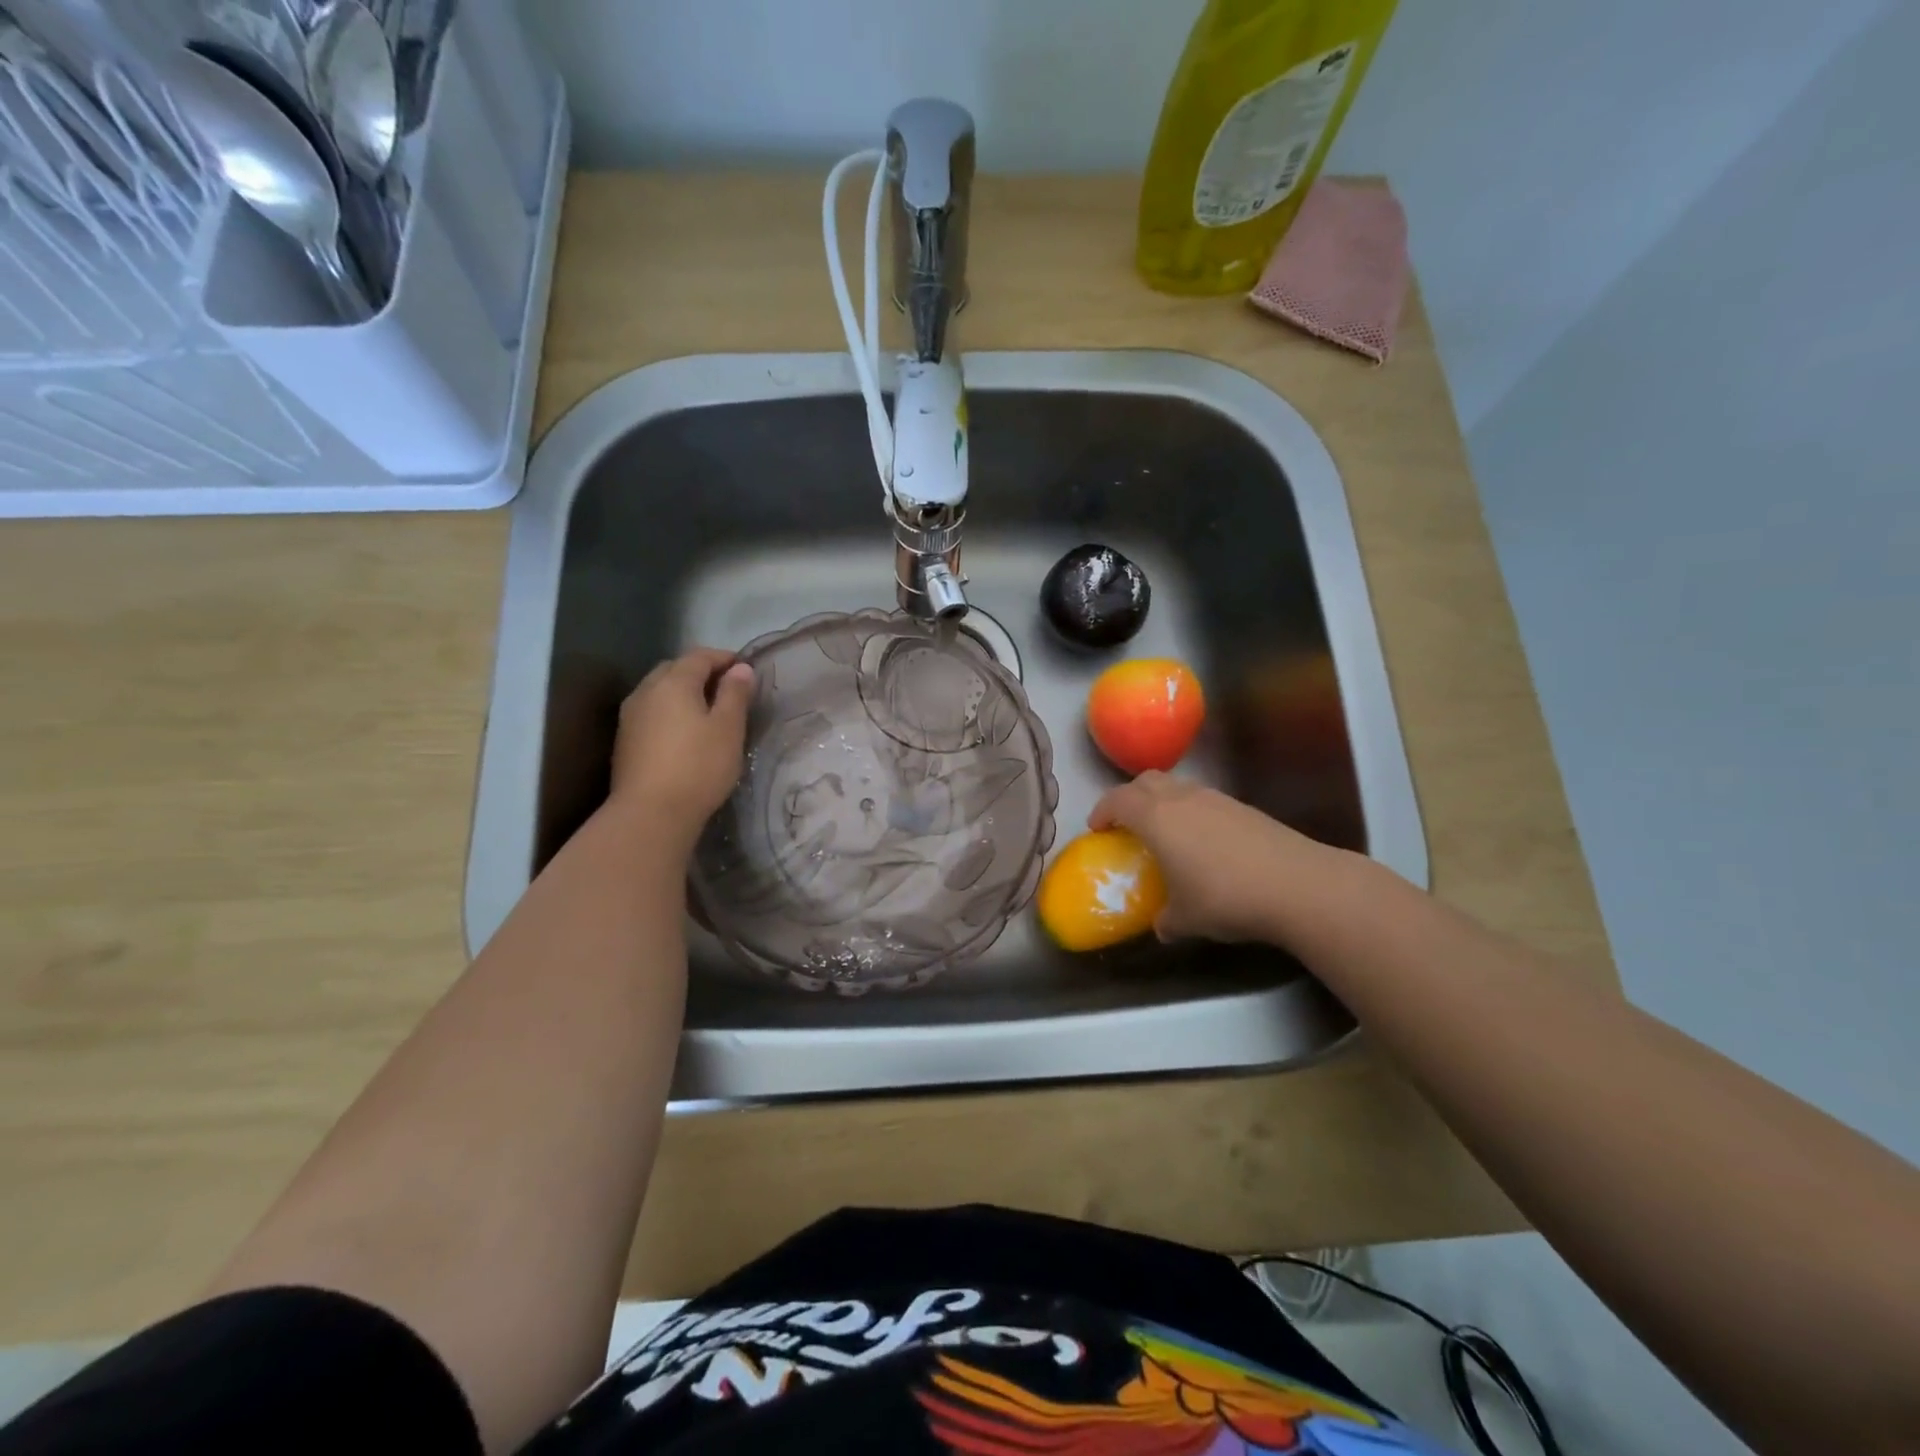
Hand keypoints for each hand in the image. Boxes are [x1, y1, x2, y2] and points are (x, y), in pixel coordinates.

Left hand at [609, 648, 754, 840]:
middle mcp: (646, 690)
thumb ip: (735, 694)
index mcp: (673, 682)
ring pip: (660, 690)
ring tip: (707, 709)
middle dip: (701, 671)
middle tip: (727, 687)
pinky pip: (652, 711)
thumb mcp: (729, 728)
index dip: (724, 658)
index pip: (700, 656)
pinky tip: (684, 731)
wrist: (650, 813)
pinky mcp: (625, 740)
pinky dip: (670, 710)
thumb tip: (740, 668)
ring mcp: (631, 715)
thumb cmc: (698, 766)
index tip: (746, 668)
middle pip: (675, 669)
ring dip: (683, 691)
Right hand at [1089, 772, 1346, 943]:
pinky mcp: (1244, 808)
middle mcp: (1182, 799)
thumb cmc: (1226, 898)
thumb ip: (1166, 919)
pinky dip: (1192, 812)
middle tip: (1126, 823)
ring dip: (1163, 802)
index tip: (1097, 829)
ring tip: (1166, 833)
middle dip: (1130, 797)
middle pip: (1146, 781)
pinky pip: (1204, 800)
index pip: (1118, 800)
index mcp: (1157, 818)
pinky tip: (1204, 844)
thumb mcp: (1186, 919)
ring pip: (1178, 787)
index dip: (1102, 810)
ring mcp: (1216, 799)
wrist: (1297, 885)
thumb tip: (1162, 925)